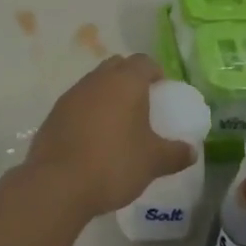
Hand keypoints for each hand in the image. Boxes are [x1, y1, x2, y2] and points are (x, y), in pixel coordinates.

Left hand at [24, 54, 193, 218]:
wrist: (57, 183)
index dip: (156, 73)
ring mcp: (72, 94)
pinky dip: (89, 112)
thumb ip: (175, 153)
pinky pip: (78, 103)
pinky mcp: (54, 113)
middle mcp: (97, 79)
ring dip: (108, 95)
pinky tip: (94, 138)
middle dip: (130, 79)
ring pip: (95, 83)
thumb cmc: (114, 163)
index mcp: (125, 82)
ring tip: (118, 124)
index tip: (163, 92)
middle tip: (142, 105)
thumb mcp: (153, 162)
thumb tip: (191, 151)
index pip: (144, 62)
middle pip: (118, 66)